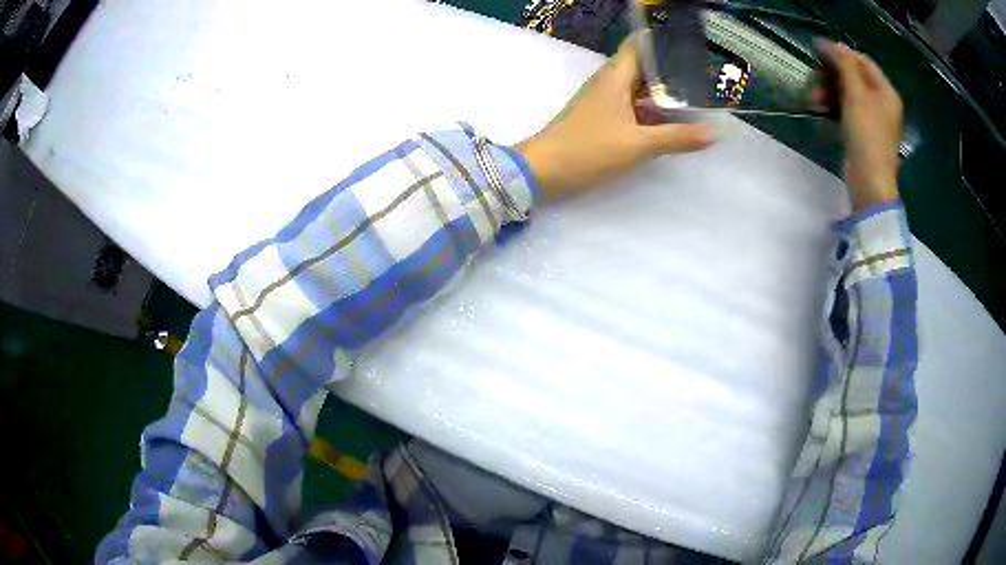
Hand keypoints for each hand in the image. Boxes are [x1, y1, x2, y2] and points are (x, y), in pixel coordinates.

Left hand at [515, 35, 713, 199]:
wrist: (542, 170)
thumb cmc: (588, 149)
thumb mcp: (637, 145)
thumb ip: (675, 137)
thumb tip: (712, 133)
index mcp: (615, 76)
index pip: (639, 45)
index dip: (662, 41)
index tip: (689, 43)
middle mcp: (609, 82)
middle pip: (643, 66)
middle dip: (671, 69)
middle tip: (703, 74)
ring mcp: (604, 100)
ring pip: (638, 88)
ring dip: (662, 91)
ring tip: (695, 95)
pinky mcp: (601, 117)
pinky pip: (631, 105)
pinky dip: (650, 108)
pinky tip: (670, 119)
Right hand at [815, 41, 903, 211]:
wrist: (869, 183)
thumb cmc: (867, 136)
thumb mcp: (857, 95)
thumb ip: (845, 65)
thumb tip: (831, 43)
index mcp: (885, 92)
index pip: (862, 60)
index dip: (841, 52)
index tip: (818, 50)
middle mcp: (880, 102)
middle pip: (852, 76)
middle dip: (831, 76)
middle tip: (814, 80)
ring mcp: (871, 118)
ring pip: (845, 93)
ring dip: (827, 92)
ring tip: (813, 100)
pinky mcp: (860, 132)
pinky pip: (844, 109)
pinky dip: (831, 106)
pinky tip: (819, 110)